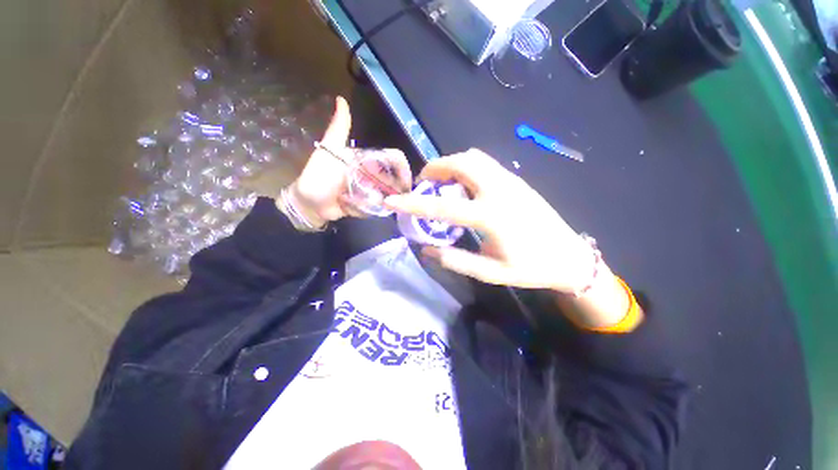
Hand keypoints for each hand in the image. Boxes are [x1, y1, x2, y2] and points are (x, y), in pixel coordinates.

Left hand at [285, 97, 409, 226]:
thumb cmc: (318, 177)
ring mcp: (369, 190)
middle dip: (397, 188)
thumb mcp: (329, 150)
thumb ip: (338, 128)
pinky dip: (377, 208)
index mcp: (365, 159)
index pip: (391, 159)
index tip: (406, 182)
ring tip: (385, 205)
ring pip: (388, 194)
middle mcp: (370, 174)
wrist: (308, 204)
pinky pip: (379, 206)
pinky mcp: (367, 204)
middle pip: (393, 179)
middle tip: (398, 198)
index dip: (402, 168)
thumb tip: (341, 98)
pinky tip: (372, 210)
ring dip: (387, 200)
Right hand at [384, 149, 594, 292]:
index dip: (413, 203)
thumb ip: (455, 260)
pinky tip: (464, 186)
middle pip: (462, 162)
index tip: (392, 200)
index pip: (442, 207)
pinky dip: (467, 168)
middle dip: (436, 167)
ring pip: (475, 158)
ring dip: (452, 164)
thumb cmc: (530, 268)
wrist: (569, 256)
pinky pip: (486, 164)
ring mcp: (511, 182)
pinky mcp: (517, 181)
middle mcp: (500, 191)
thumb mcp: (489, 272)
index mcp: (491, 217)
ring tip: (442, 183)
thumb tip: (427, 250)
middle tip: (424, 183)